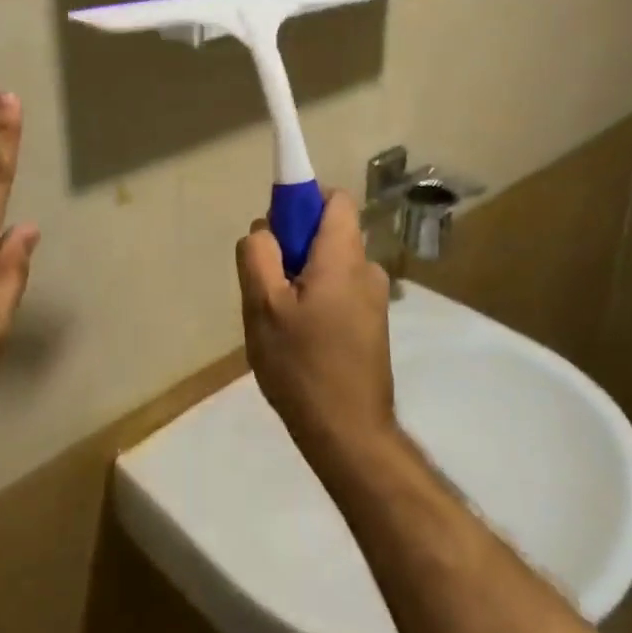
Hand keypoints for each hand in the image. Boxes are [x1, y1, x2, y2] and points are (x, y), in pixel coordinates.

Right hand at [236, 192, 395, 470]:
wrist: (349, 434)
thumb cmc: (302, 365)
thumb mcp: (262, 306)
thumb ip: (258, 255)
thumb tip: (264, 230)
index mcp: (343, 256)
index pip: (333, 198)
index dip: (301, 201)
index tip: (276, 231)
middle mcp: (367, 269)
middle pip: (327, 233)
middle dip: (293, 248)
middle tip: (267, 288)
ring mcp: (374, 299)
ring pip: (329, 266)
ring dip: (301, 279)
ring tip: (280, 322)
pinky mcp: (372, 325)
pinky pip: (338, 291)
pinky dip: (316, 300)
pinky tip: (299, 340)